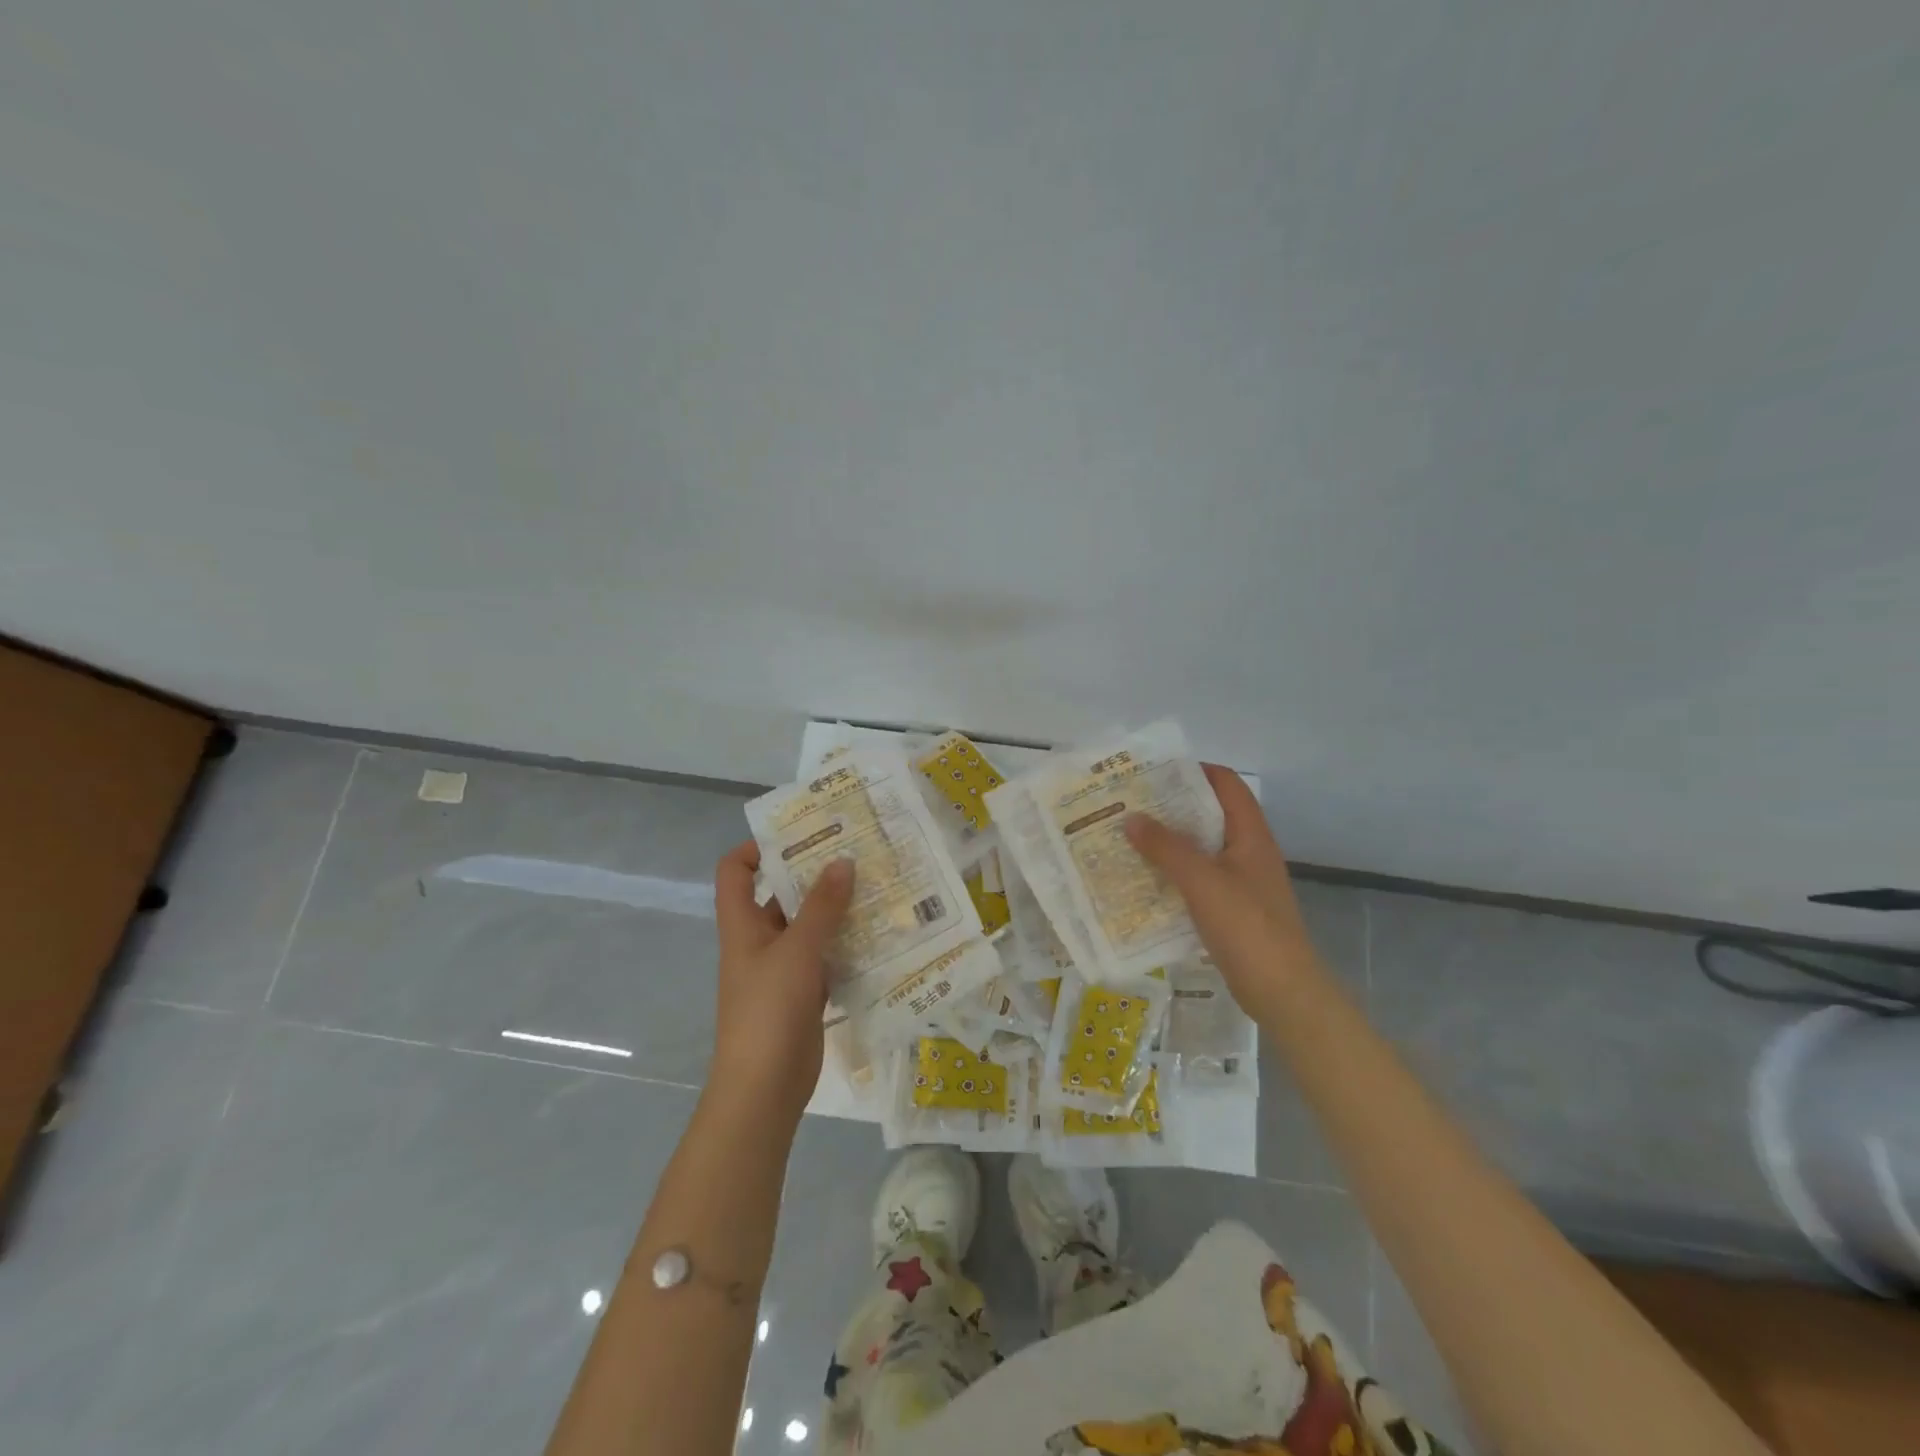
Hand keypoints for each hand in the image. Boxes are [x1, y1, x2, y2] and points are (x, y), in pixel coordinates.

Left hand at [710, 843, 853, 1121]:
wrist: (764, 1088)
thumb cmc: (769, 1010)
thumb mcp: (797, 951)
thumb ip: (821, 906)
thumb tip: (842, 860)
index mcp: (742, 925)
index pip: (735, 871)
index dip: (757, 847)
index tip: (799, 834)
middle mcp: (759, 940)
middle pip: (780, 894)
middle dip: (814, 873)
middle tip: (856, 852)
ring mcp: (782, 968)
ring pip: (808, 926)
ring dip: (836, 908)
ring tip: (876, 885)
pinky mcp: (804, 992)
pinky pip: (825, 956)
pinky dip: (846, 943)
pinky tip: (880, 933)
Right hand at [1124, 764, 1323, 1010]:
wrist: (1282, 991)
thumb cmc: (1247, 927)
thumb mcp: (1202, 881)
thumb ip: (1166, 847)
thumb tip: (1130, 817)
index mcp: (1251, 835)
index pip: (1227, 784)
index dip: (1195, 771)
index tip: (1154, 771)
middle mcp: (1248, 852)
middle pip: (1210, 815)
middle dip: (1172, 807)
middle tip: (1130, 805)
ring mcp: (1242, 882)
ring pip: (1202, 849)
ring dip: (1170, 842)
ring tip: (1129, 838)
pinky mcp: (1233, 910)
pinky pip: (1199, 879)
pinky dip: (1174, 874)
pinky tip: (1145, 880)